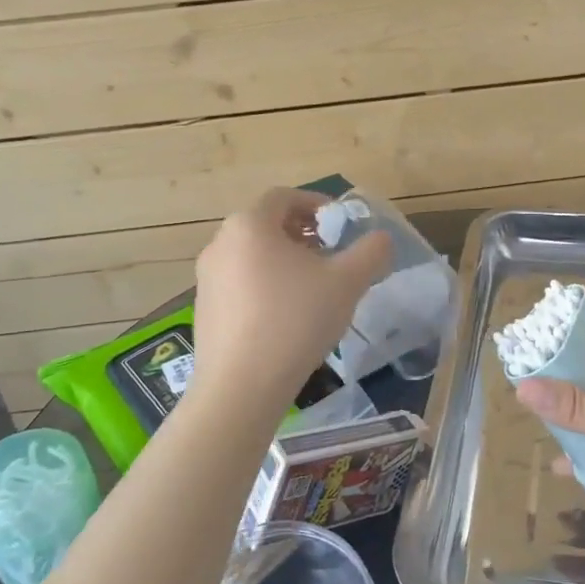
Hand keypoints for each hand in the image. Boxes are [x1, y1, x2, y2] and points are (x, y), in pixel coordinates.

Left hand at [189, 189, 392, 412]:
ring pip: (252, 255)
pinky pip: (240, 283)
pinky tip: (287, 317)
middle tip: (331, 255)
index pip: (285, 197)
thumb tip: (381, 239)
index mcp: (249, 225)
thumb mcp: (347, 282)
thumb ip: (371, 252)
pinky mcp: (204, 310)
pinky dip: (265, 285)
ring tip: (313, 288)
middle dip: (303, 234)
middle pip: (267, 225)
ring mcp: (207, 278)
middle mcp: (220, 243)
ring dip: (285, 261)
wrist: (241, 386)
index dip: (316, 204)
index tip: (340, 224)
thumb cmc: (295, 320)